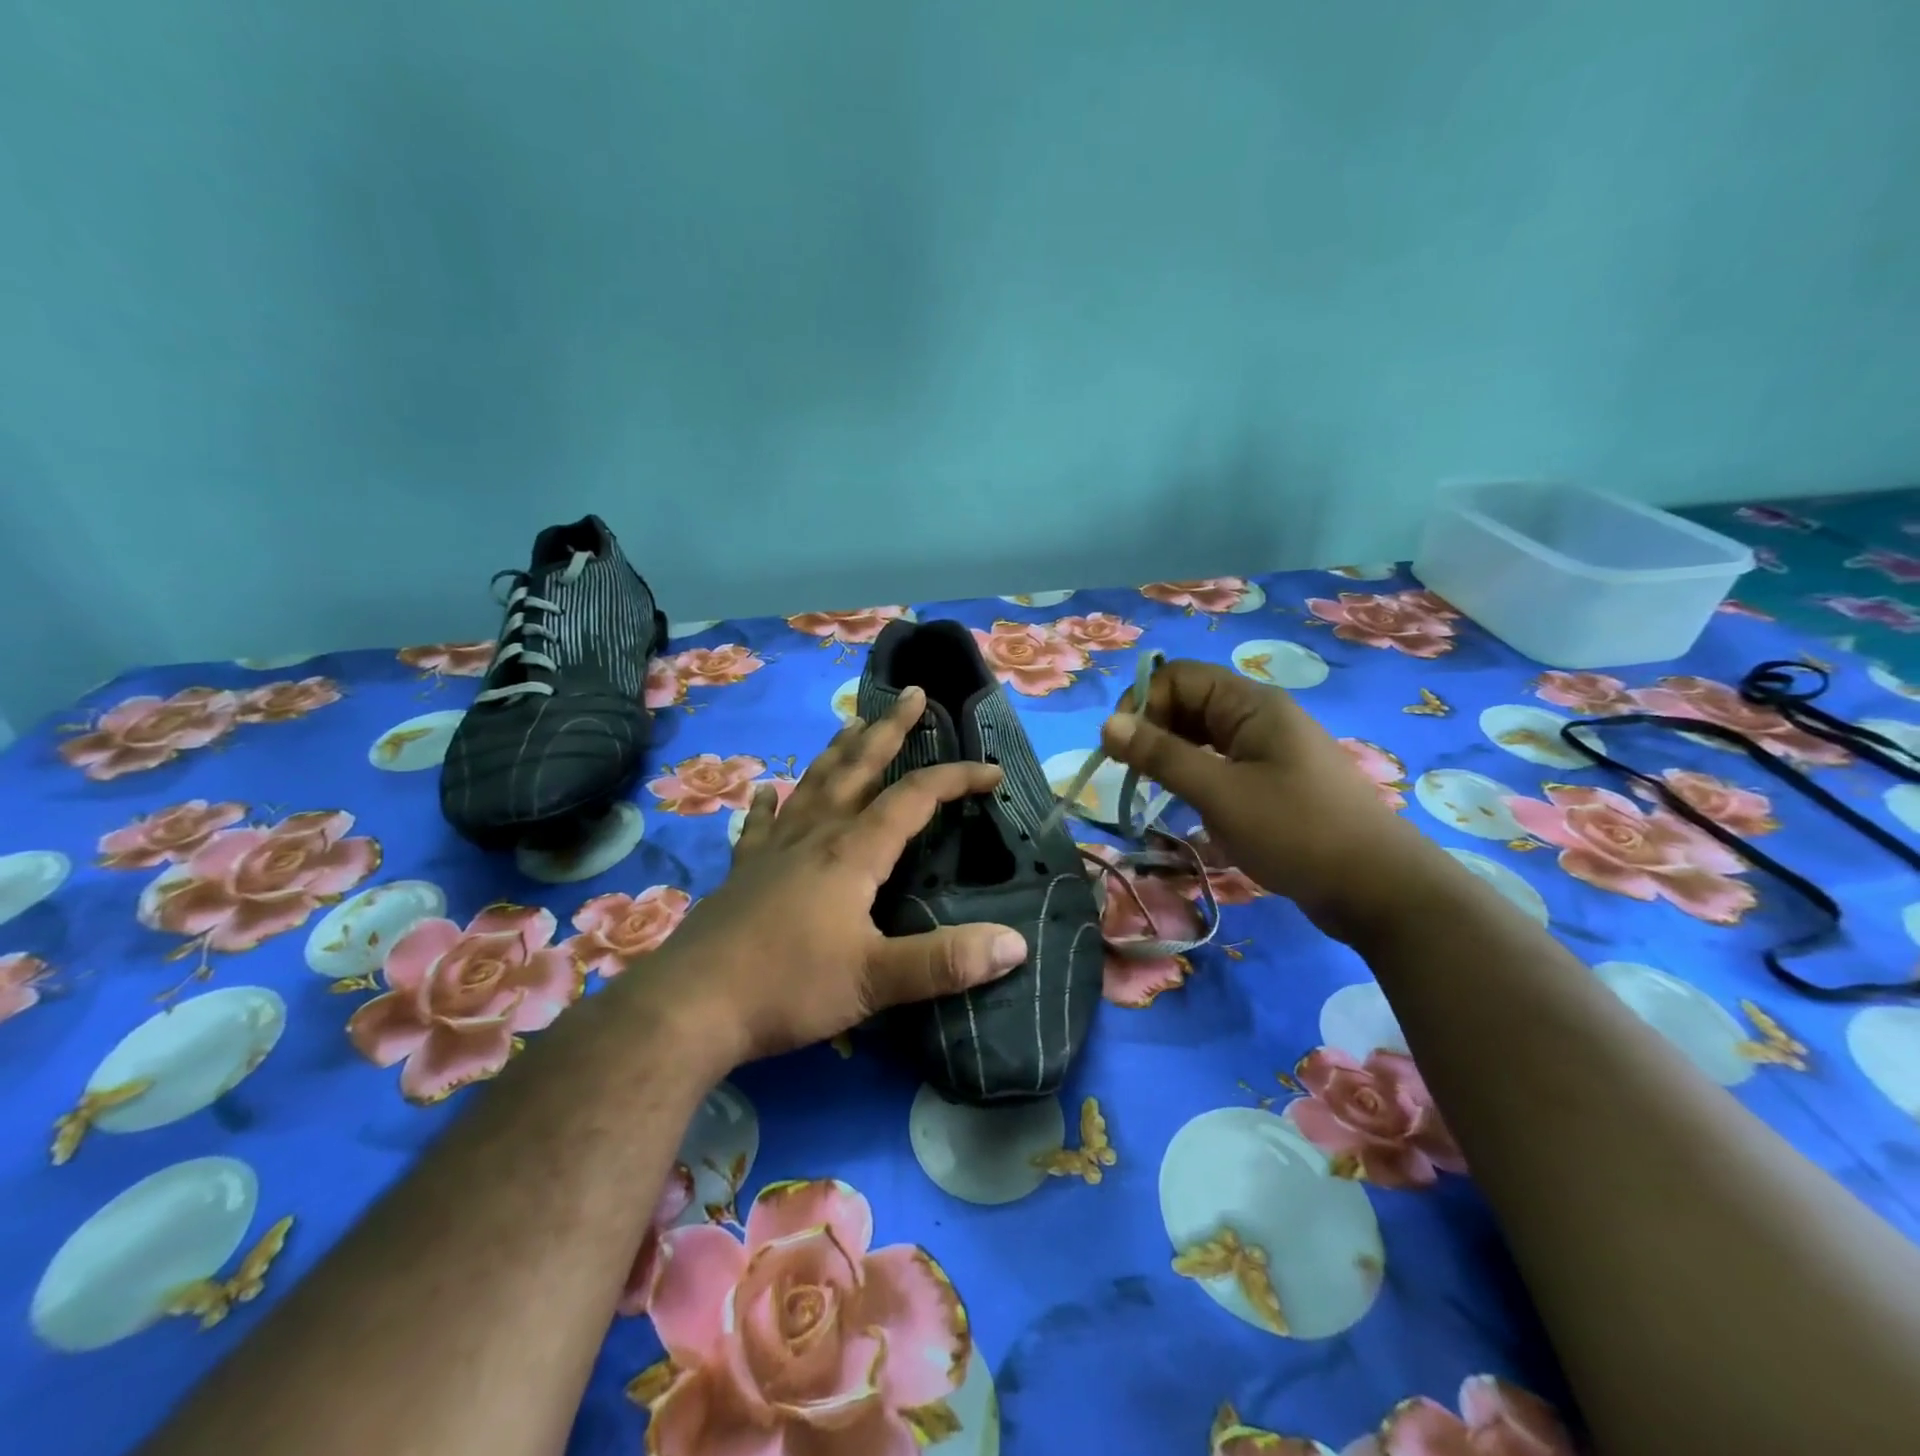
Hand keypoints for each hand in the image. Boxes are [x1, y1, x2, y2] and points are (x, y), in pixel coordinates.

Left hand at [655, 686, 1029, 1064]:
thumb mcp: (875, 981)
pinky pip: (759, 824)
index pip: (914, 798)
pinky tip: (765, 789)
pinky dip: (767, 803)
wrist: (690, 1006)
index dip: (956, 778)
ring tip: (853, 723)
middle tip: (913, 694)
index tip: (992, 772)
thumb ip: (945, 962)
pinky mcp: (743, 872)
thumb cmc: (788, 987)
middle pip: (859, 768)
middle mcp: (814, 835)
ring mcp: (773, 849)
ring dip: (839, 751)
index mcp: (852, 852)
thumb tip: (1015, 944)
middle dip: (890, 729)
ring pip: (814, 784)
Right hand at [1099, 659, 1437, 939]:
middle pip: (1189, 702)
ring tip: (1153, 790)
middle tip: (1132, 774)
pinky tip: (1186, 804)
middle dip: (1153, 730)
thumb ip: (1161, 755)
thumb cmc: (1296, 831)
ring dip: (1171, 756)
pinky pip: (1220, 763)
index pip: (1178, 676)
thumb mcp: (1220, 792)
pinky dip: (1195, 776)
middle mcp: (1259, 716)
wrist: (1378, 888)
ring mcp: (1268, 749)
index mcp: (1251, 704)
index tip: (1121, 748)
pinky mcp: (1272, 781)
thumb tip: (1107, 723)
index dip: (1143, 703)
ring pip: (1202, 735)